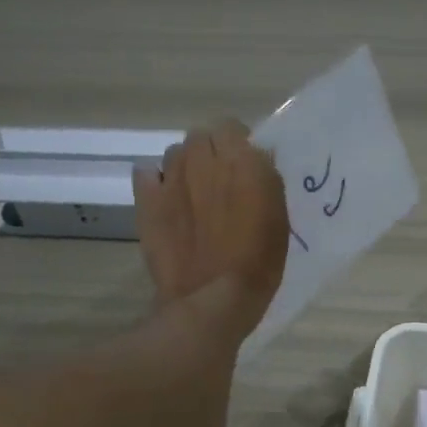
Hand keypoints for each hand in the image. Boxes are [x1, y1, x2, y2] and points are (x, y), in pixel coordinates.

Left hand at [134, 120, 289, 342]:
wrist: (213, 298)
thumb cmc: (258, 262)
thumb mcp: (279, 218)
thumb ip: (266, 179)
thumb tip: (255, 159)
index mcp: (241, 160)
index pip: (233, 127)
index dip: (238, 146)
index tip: (245, 169)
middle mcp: (203, 158)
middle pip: (201, 136)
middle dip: (211, 153)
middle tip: (221, 183)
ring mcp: (170, 177)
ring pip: (175, 153)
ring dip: (186, 167)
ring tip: (193, 195)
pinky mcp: (146, 200)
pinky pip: (146, 172)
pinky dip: (155, 181)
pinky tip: (166, 201)